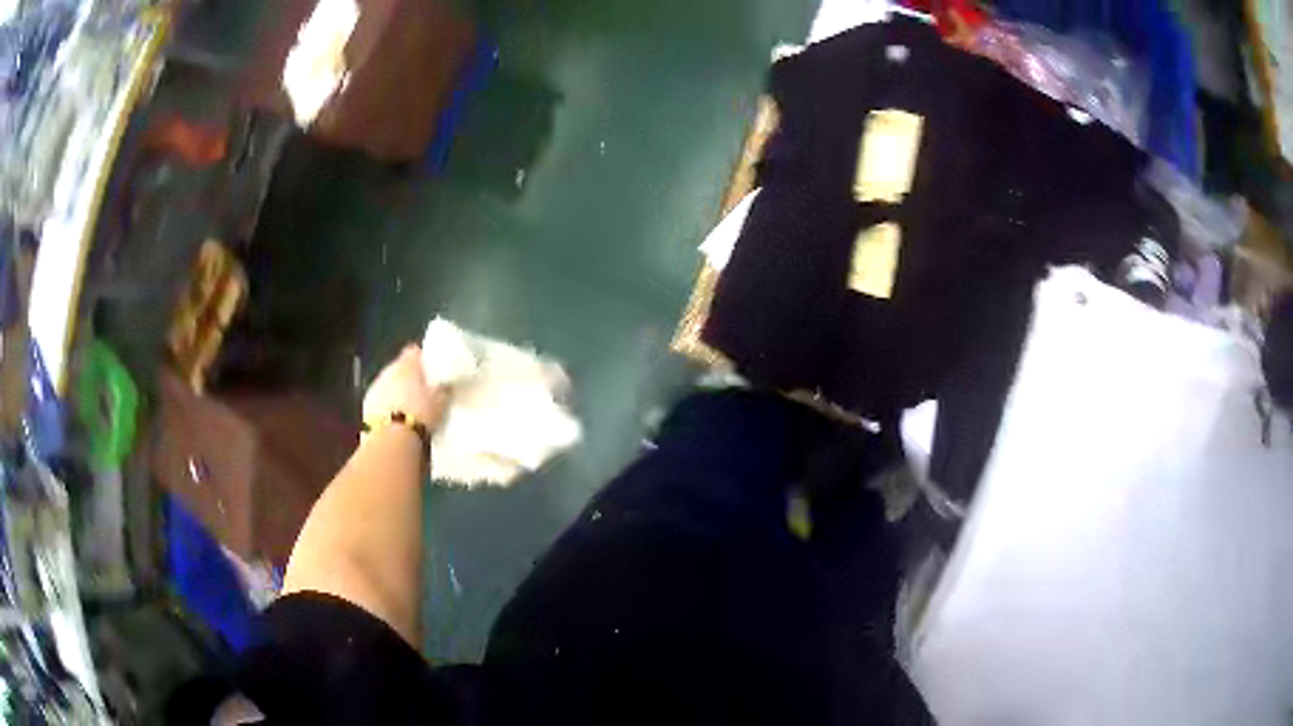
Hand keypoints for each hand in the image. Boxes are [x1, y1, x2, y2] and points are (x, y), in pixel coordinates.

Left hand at [363, 345, 447, 430]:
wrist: (390, 440)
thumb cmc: (419, 415)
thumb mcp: (440, 402)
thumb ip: (442, 389)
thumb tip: (445, 384)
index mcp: (407, 364)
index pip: (414, 351)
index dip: (421, 359)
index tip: (429, 369)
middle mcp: (389, 370)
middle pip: (399, 368)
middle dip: (408, 377)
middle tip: (421, 391)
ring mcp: (375, 387)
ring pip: (388, 384)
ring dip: (396, 391)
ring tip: (408, 408)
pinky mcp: (366, 405)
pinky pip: (380, 400)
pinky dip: (387, 406)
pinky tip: (395, 419)